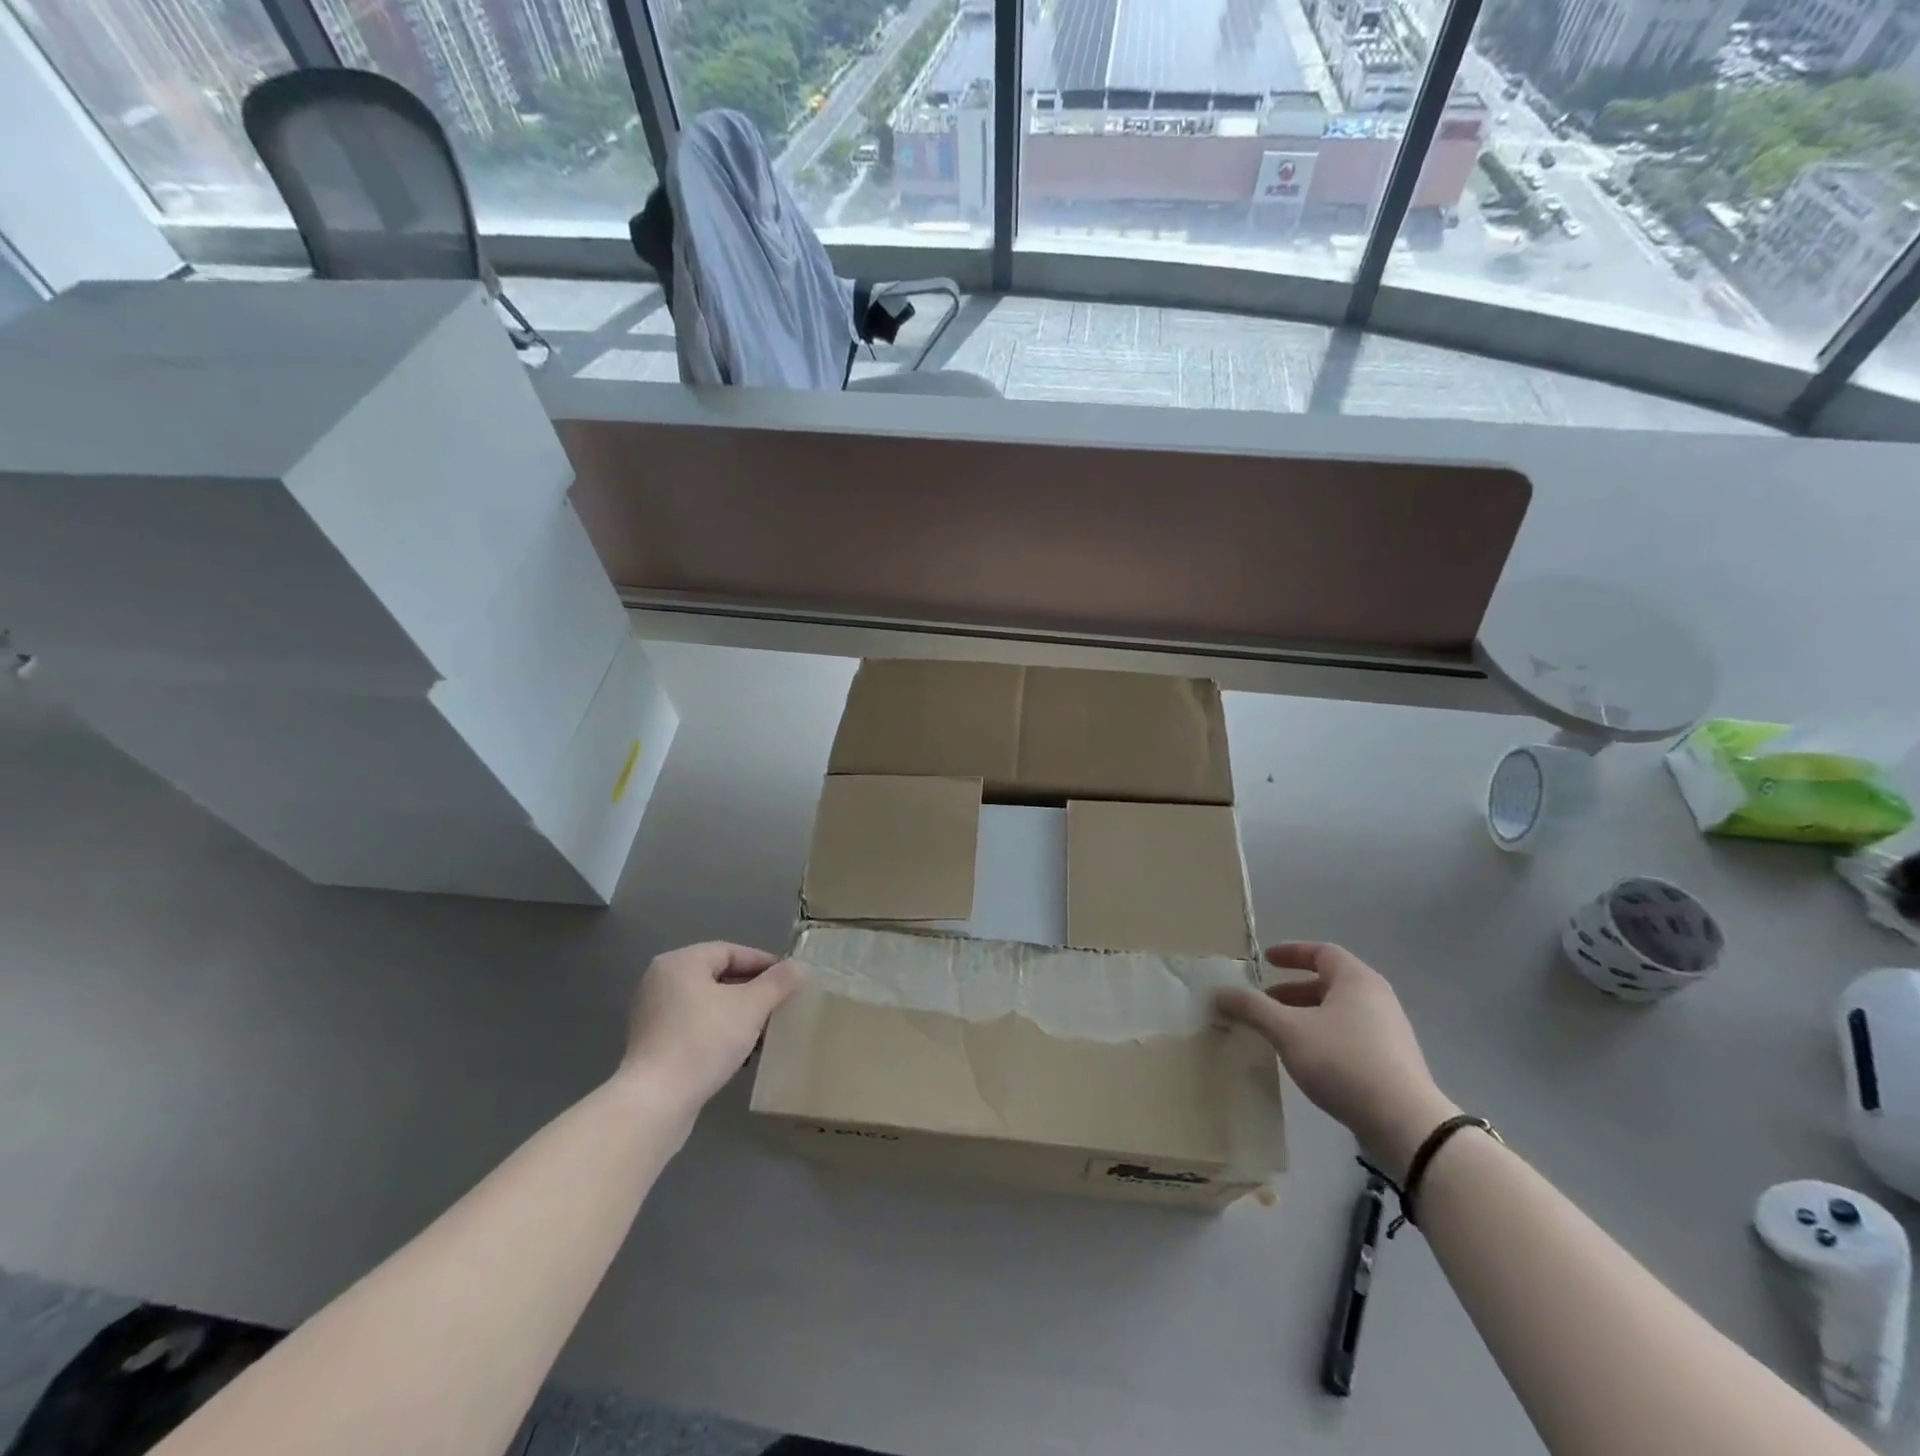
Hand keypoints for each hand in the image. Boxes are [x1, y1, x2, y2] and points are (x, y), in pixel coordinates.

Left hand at [621, 942, 800, 1111]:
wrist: (655, 1103)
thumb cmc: (704, 1041)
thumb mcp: (751, 1007)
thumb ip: (777, 982)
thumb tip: (798, 967)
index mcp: (681, 962)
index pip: (731, 951)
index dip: (764, 963)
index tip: (790, 980)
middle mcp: (661, 980)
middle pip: (718, 975)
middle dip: (752, 989)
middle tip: (780, 1003)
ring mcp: (653, 1013)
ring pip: (707, 1002)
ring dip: (737, 1012)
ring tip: (765, 1028)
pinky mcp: (652, 1043)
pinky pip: (694, 1025)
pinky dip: (718, 1030)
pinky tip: (739, 1049)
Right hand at [1215, 942, 1457, 1179]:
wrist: (1405, 1124)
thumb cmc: (1343, 1061)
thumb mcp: (1287, 1030)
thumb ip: (1252, 1008)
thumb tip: (1219, 992)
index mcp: (1356, 980)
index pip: (1321, 952)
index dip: (1291, 952)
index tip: (1265, 960)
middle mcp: (1376, 999)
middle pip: (1329, 983)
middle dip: (1292, 990)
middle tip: (1263, 1001)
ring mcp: (1388, 1032)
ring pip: (1338, 1012)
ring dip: (1305, 1016)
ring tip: (1278, 1033)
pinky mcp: (1391, 1063)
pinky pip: (1349, 1036)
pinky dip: (1321, 1037)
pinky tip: (1305, 1059)